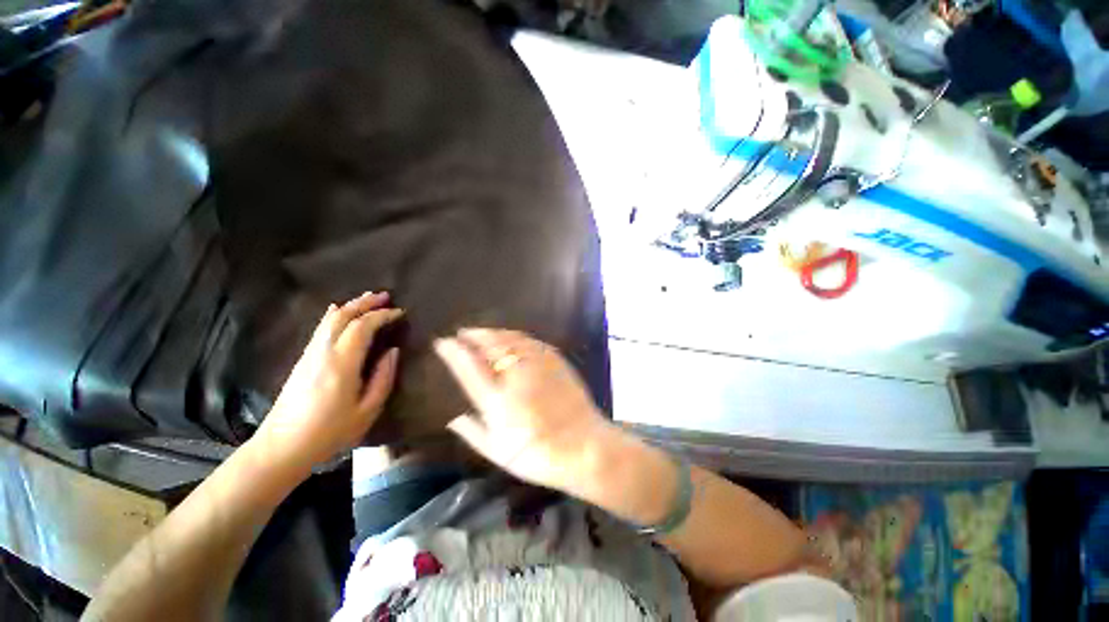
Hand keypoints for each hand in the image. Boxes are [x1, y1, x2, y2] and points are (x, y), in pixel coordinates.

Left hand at [254, 292, 402, 473]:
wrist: (282, 446)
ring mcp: (310, 354)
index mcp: (342, 363)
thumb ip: (383, 377)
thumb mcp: (368, 410)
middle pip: (343, 315)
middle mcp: (323, 351)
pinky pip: (321, 328)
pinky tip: (339, 311)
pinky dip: (334, 315)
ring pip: (329, 319)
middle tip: (385, 295)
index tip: (399, 313)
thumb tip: (392, 351)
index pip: (363, 327)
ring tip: (369, 299)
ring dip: (351, 305)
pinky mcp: (303, 359)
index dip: (382, 316)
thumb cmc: (330, 432)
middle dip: (365, 302)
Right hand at [434, 329, 610, 493]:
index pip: (469, 367)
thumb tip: (453, 418)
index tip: (443, 342)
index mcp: (497, 400)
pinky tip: (512, 337)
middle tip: (463, 332)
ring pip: (511, 339)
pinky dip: (517, 336)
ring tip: (483, 332)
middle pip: (491, 346)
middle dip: (474, 335)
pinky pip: (532, 342)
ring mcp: (538, 366)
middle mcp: (516, 377)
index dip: (454, 352)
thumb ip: (473, 433)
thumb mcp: (499, 453)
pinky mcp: (556, 362)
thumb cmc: (539, 455)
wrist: (585, 447)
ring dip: (494, 332)